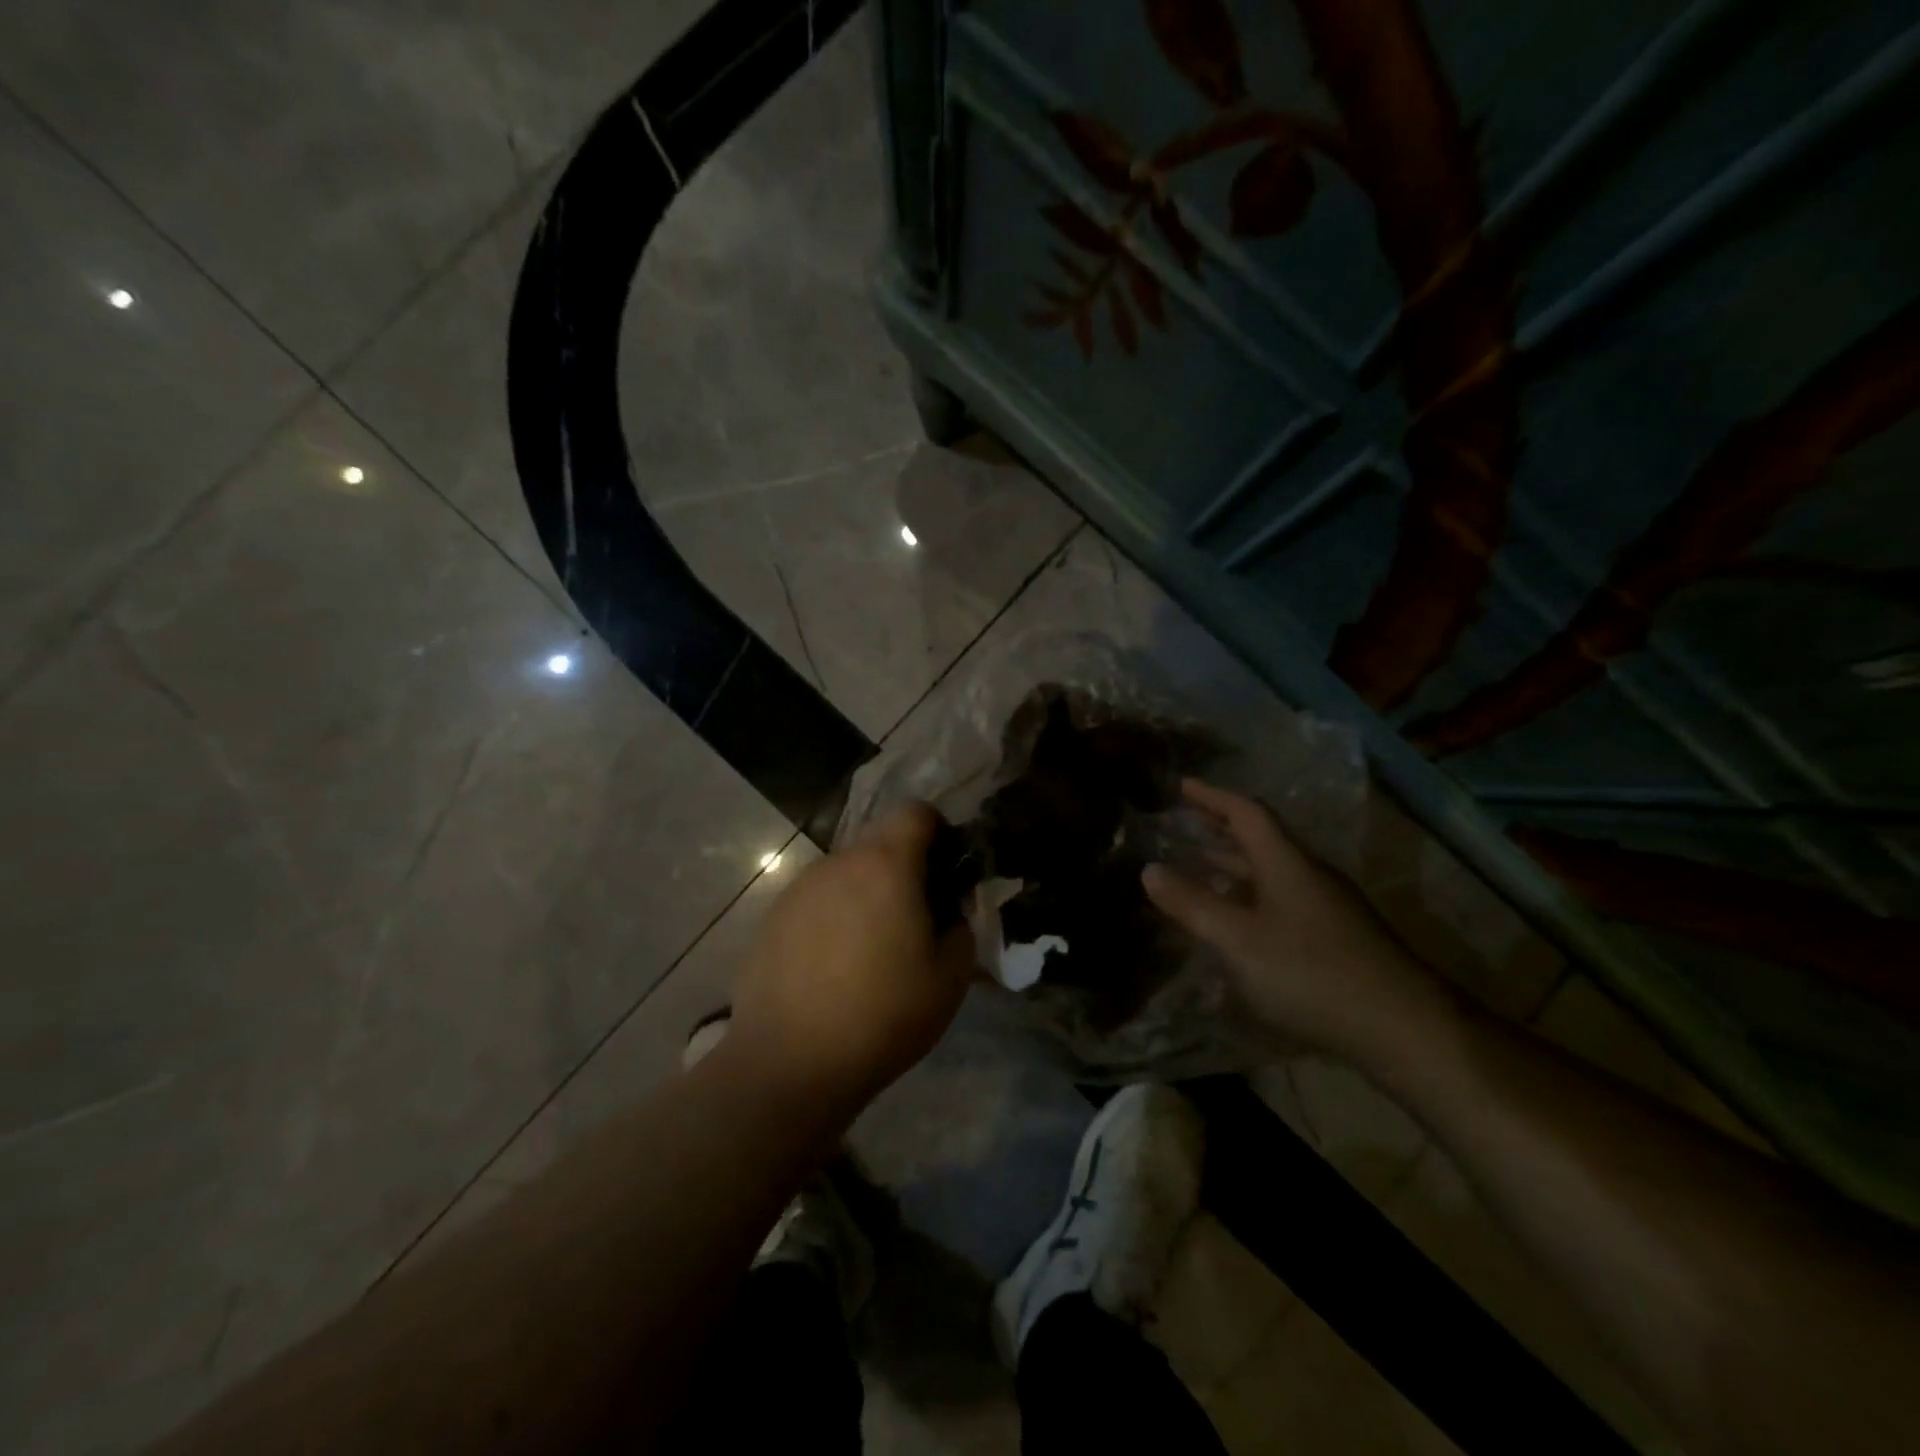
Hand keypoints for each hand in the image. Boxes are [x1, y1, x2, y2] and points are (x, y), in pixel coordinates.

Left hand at [729, 803, 974, 1111]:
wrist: (790, 1063)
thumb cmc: (884, 1014)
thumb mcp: (950, 976)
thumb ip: (960, 925)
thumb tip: (948, 910)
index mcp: (885, 864)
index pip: (916, 812)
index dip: (939, 834)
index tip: (947, 874)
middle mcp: (838, 862)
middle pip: (879, 843)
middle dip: (904, 868)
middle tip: (916, 919)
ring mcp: (799, 888)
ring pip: (846, 873)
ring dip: (866, 894)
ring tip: (871, 950)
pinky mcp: (772, 918)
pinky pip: (816, 901)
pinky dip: (833, 918)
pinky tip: (833, 968)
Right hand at [1142, 779, 1456, 1061]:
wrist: (1403, 1028)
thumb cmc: (1310, 972)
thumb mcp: (1237, 938)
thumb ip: (1191, 904)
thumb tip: (1149, 869)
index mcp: (1286, 862)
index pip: (1246, 812)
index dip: (1213, 796)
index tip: (1182, 786)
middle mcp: (1309, 875)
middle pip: (1260, 840)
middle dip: (1219, 831)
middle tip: (1183, 826)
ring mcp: (1327, 908)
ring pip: (1271, 874)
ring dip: (1233, 868)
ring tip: (1197, 871)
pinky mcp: (1337, 939)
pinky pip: (1281, 903)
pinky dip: (1249, 900)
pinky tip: (1235, 927)